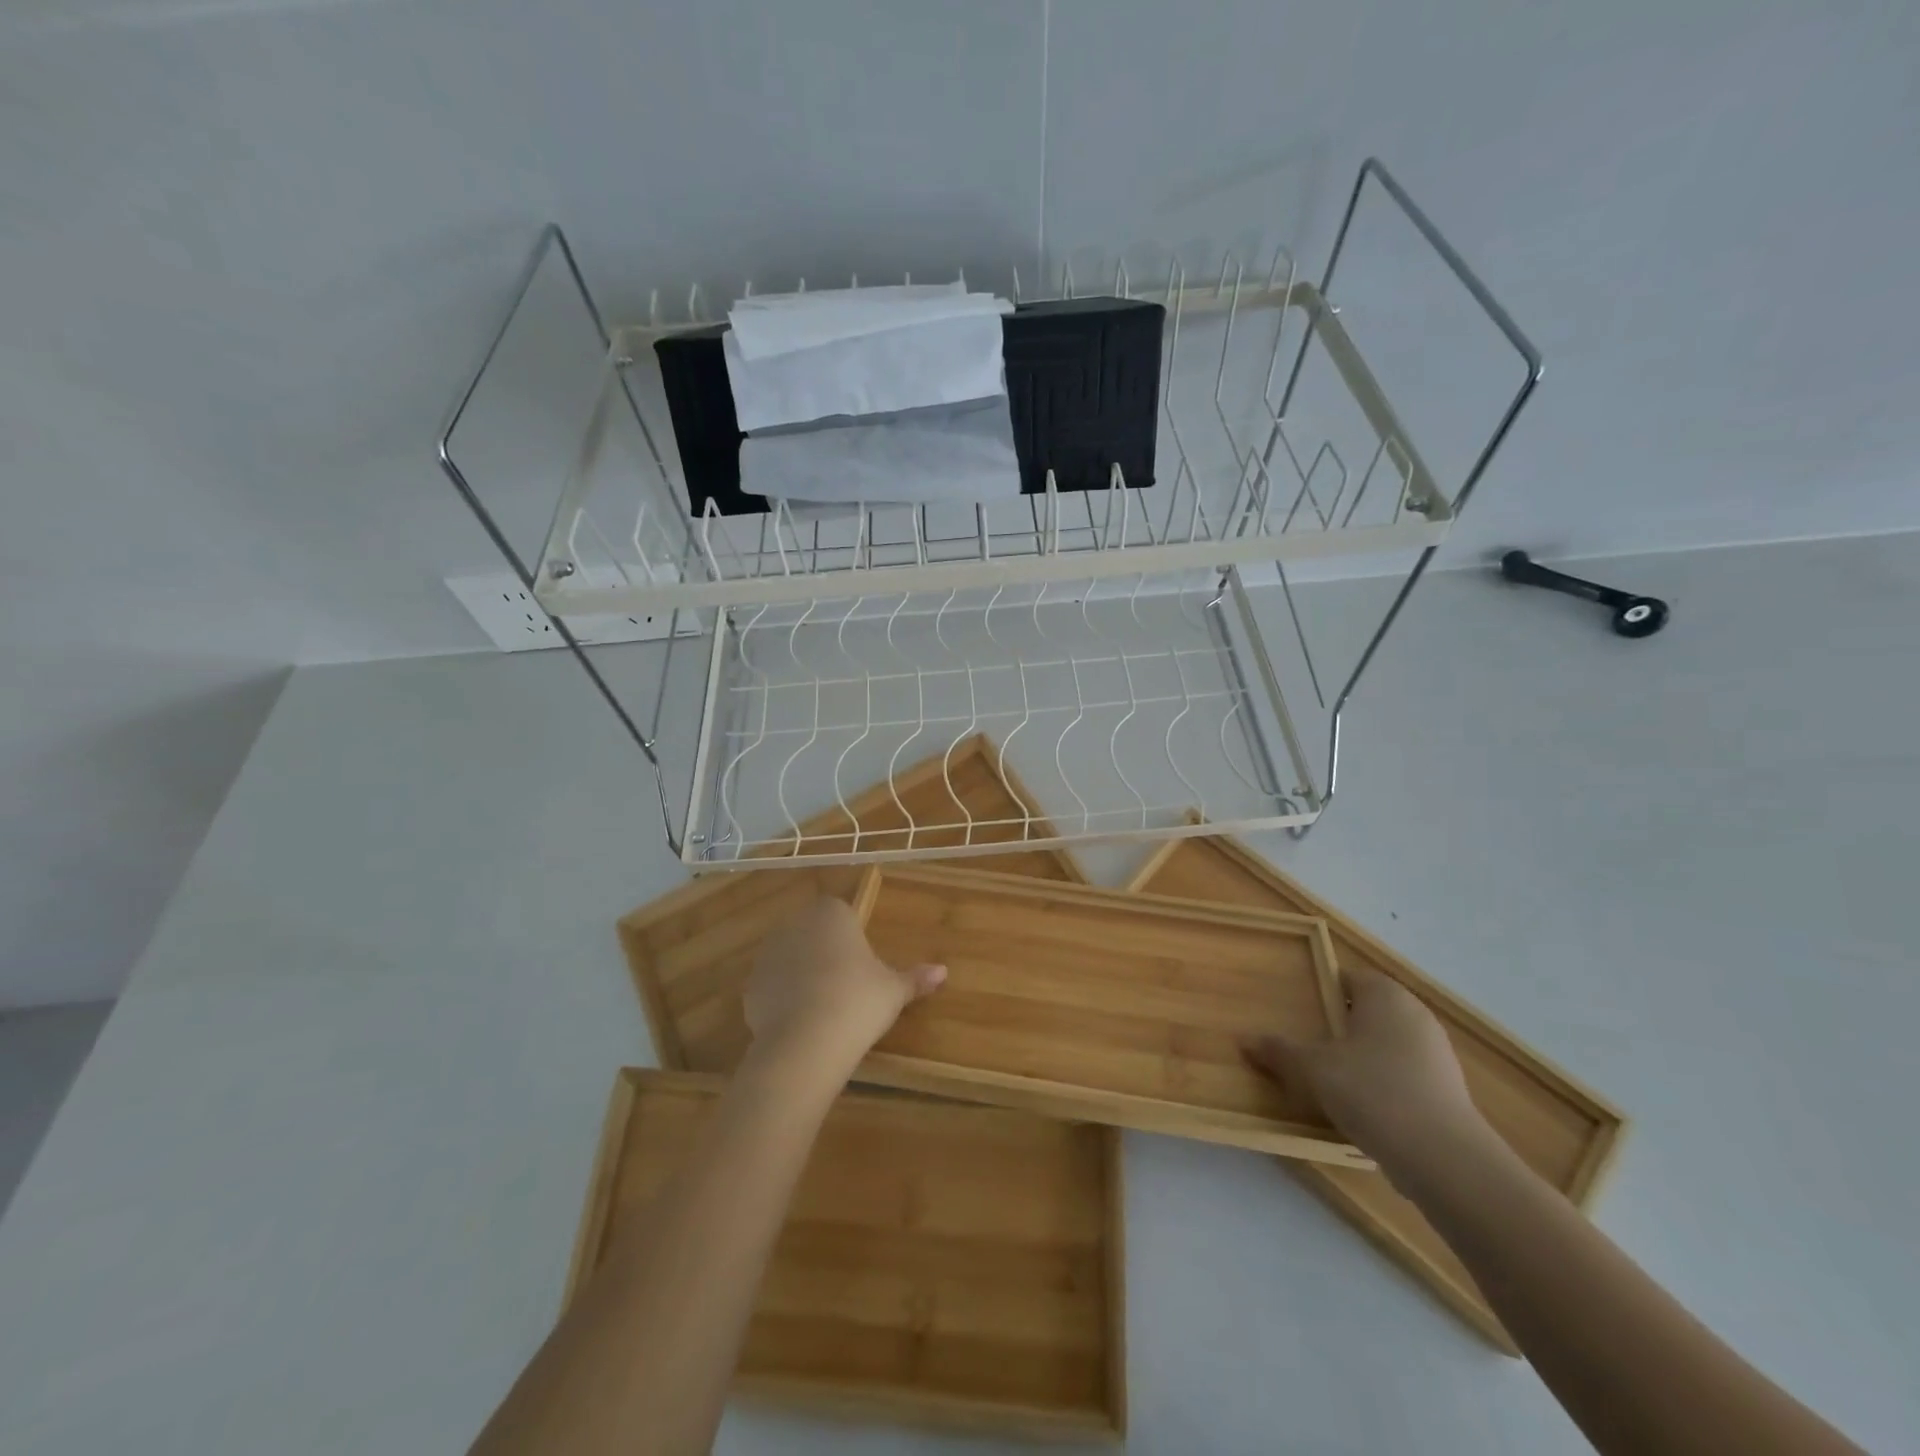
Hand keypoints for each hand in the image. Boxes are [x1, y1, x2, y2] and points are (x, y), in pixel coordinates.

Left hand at [743, 896, 945, 1073]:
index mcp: (831, 914)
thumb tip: (943, 972)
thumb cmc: (858, 1001)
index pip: (840, 911)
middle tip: (847, 984)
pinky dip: (784, 999)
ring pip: (790, 957)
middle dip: (825, 951)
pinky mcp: (750, 986)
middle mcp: (796, 924)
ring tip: (824, 1007)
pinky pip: (773, 986)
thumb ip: (915, 978)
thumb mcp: (894, 990)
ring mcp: (768, 954)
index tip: (862, 961)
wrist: (805, 1042)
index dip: (850, 934)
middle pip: (813, 931)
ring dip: (802, 973)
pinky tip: (801, 1023)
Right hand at [1246, 966, 1490, 1178]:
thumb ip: (1280, 1051)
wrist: (1444, 1158)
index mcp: (1384, 995)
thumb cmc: (1372, 1091)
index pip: (1349, 977)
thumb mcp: (1313, 1069)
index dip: (1322, 989)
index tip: (1300, 1009)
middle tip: (1309, 1042)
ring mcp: (1437, 1053)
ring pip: (1389, 1043)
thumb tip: (1245, 1040)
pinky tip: (1364, 1107)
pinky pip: (1405, 1074)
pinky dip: (1384, 1083)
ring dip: (1363, 1056)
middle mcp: (1415, 1014)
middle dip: (1341, 1024)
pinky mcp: (1449, 1090)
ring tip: (1332, 1079)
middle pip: (1370, 1009)